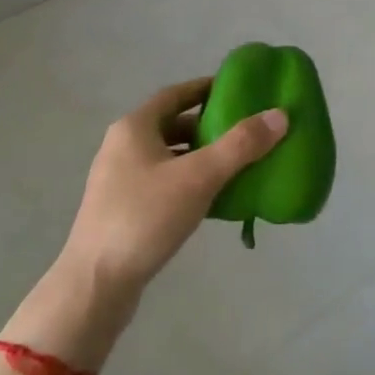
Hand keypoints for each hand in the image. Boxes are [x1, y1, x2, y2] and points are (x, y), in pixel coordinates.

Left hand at [4, 78, 288, 369]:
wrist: (95, 286)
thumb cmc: (144, 218)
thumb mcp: (199, 177)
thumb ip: (240, 145)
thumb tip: (280, 115)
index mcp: (134, 128)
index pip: (175, 94)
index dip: (206, 89)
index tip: (238, 90)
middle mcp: (122, 147)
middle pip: (172, 125)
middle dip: (208, 127)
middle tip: (245, 131)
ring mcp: (119, 181)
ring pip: (169, 157)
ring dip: (200, 157)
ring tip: (237, 165)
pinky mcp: (122, 211)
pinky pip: (163, 184)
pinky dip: (189, 183)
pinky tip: (213, 200)